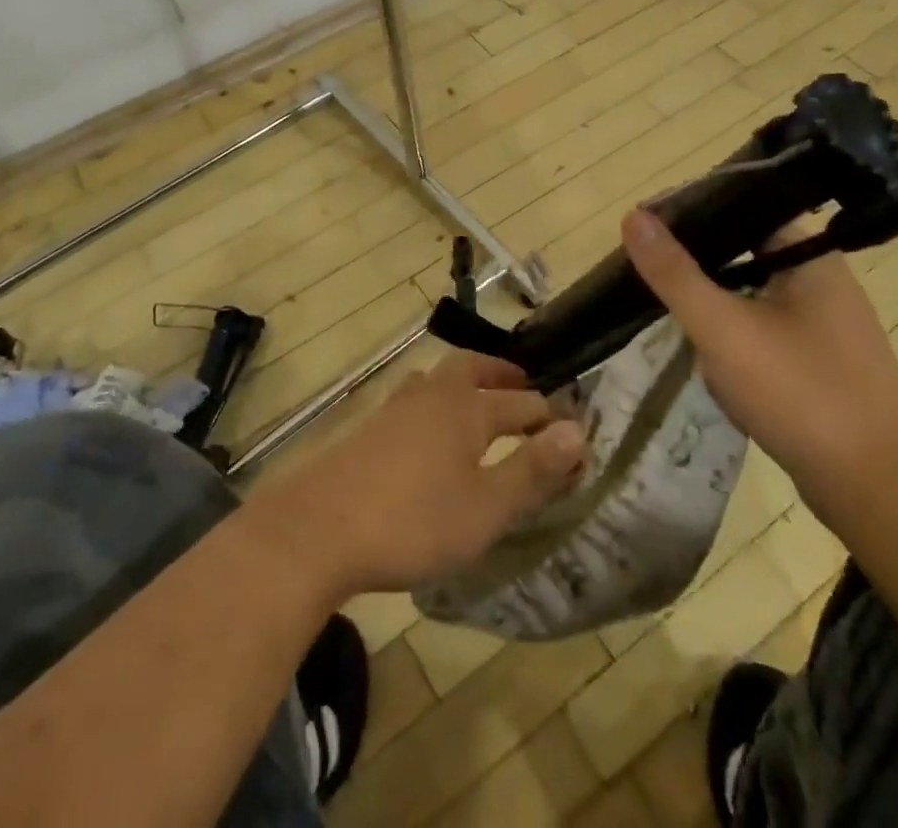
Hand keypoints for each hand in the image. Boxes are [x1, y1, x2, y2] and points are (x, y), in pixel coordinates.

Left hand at [248, 351, 587, 600]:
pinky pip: (413, 400)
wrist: (318, 528)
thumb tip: (579, 432)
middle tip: (523, 386)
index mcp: (467, 409)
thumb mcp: (485, 508)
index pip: (522, 405)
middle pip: (472, 369)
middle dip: (502, 376)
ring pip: (438, 380)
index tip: (573, 432)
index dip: (550, 418)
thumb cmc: (413, 521)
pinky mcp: (368, 429)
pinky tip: (427, 432)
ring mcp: (395, 409)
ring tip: (477, 401)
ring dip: (465, 383)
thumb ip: (532, 470)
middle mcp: (433, 396)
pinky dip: (434, 403)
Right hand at [621, 209, 897, 512]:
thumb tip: (632, 216)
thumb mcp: (723, 328)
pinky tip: (703, 350)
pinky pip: (763, 329)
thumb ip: (674, 273)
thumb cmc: (801, 394)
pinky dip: (731, 332)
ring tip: (662, 302)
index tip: (643, 224)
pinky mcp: (819, 362)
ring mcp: (824, 324)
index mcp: (809, 256)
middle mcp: (822, 279)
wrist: (880, 492)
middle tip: (644, 266)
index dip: (690, 210)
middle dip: (695, 260)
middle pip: (743, 250)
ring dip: (711, 299)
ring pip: (750, 292)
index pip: (741, 207)